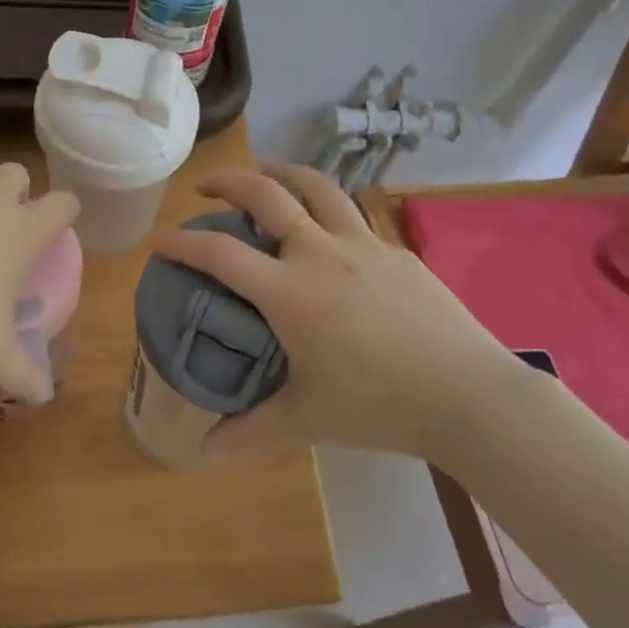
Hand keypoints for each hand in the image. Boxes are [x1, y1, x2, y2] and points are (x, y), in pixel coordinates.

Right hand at [159, 164, 529, 459]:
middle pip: (266, 194)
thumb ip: (250, 432)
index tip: (161, 240)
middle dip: (228, 182)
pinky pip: (353, 215)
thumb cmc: (378, 406)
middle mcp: (320, 253)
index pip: (220, 253)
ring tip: (265, 176)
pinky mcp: (395, 250)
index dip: (183, 242)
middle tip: (206, 187)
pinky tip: (328, 231)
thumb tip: (204, 453)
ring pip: (316, 187)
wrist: (467, 394)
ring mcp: (363, 244)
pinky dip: (326, 208)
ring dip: (281, 173)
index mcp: (289, 292)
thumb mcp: (307, 421)